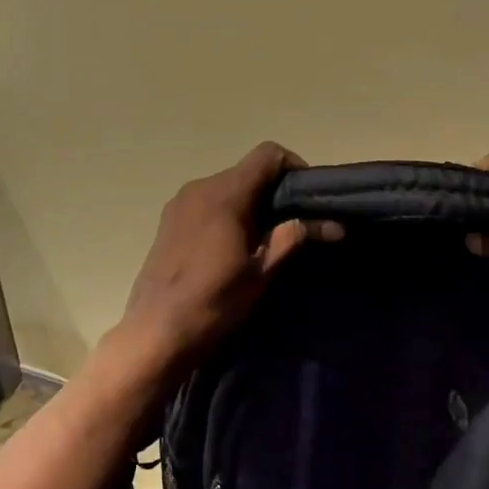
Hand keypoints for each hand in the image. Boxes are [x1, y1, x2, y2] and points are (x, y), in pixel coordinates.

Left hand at [116, 142, 339, 375]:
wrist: (155, 333)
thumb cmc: (213, 303)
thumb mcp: (260, 273)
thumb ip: (292, 238)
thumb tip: (334, 225)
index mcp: (224, 195)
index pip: (267, 155)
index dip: (294, 167)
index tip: (307, 198)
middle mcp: (199, 188)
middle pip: (247, 171)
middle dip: (274, 191)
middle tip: (293, 224)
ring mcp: (179, 203)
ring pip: (227, 187)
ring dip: (251, 203)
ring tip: (265, 239)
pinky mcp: (169, 221)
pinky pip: (207, 202)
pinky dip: (228, 212)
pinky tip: (233, 246)